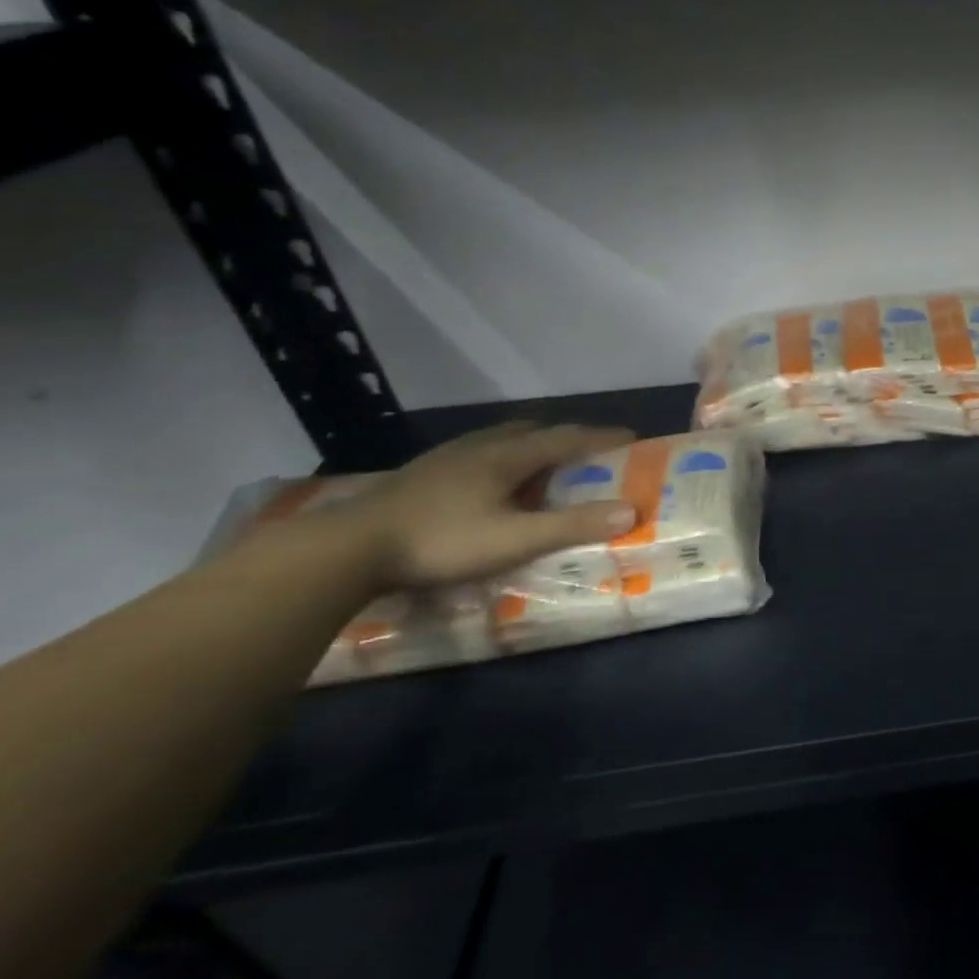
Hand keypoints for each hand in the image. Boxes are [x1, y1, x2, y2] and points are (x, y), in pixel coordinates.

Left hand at [343, 422, 639, 589]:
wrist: (346, 548)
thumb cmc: (441, 541)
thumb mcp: (515, 540)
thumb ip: (572, 525)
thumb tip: (631, 510)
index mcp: (508, 456)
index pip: (567, 437)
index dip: (602, 437)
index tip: (632, 437)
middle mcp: (480, 446)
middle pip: (533, 430)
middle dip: (566, 436)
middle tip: (587, 452)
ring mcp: (446, 458)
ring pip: (500, 438)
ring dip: (530, 444)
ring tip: (542, 462)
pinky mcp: (421, 474)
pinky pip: (475, 453)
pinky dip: (499, 458)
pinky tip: (488, 482)